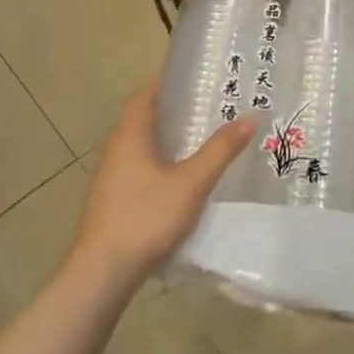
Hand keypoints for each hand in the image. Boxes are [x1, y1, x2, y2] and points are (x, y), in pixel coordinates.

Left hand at [72, 82, 254, 287]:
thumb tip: (249, 117)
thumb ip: (220, 150)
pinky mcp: (111, 202)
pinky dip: (159, 165)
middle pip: (143, 120)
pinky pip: (138, 170)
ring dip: (166, 141)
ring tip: (200, 142)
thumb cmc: (147, 216)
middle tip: (207, 109)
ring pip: (141, 148)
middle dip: (172, 113)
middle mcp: (115, 150)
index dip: (166, 85)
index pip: (145, 96)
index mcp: (130, 135)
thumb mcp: (192, 182)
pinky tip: (180, 180)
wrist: (103, 272)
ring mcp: (110, 178)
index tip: (194, 81)